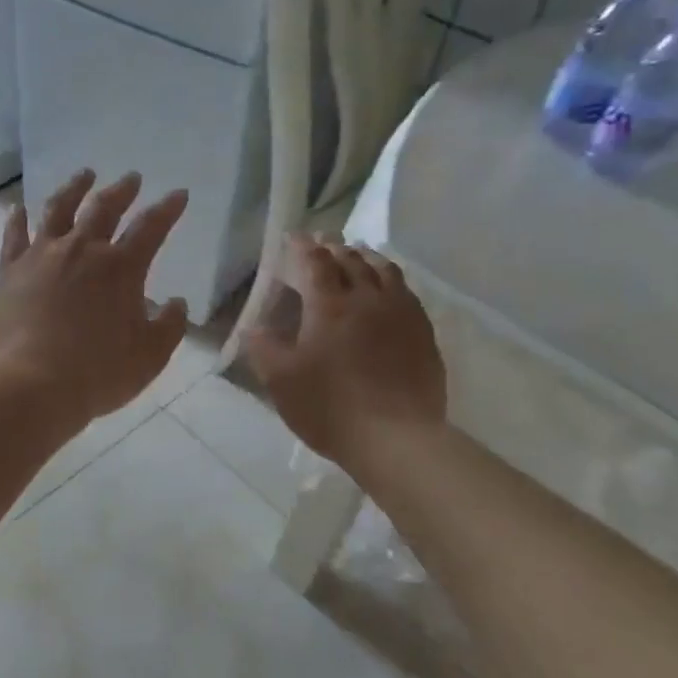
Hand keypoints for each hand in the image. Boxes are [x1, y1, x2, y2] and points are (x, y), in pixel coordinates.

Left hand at [0, 169, 190, 420]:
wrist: (32, 384)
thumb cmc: (98, 373)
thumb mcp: (150, 356)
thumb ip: (169, 326)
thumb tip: (176, 303)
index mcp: (121, 268)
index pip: (151, 227)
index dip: (168, 209)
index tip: (178, 194)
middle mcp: (82, 250)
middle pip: (104, 208)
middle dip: (122, 190)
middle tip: (131, 178)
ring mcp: (42, 255)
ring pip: (58, 209)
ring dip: (74, 188)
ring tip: (84, 175)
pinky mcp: (10, 270)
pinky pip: (14, 235)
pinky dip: (17, 218)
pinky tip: (19, 208)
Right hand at [242, 235, 445, 470]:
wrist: (396, 439)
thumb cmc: (329, 408)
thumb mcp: (280, 381)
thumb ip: (263, 348)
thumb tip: (253, 327)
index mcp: (330, 306)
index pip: (316, 262)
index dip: (303, 247)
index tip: (294, 238)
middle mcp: (368, 299)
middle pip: (352, 260)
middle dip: (335, 248)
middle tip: (324, 244)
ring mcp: (401, 314)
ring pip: (385, 271)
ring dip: (367, 258)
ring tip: (358, 256)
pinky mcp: (424, 334)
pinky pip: (407, 294)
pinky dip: (391, 281)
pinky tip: (389, 292)